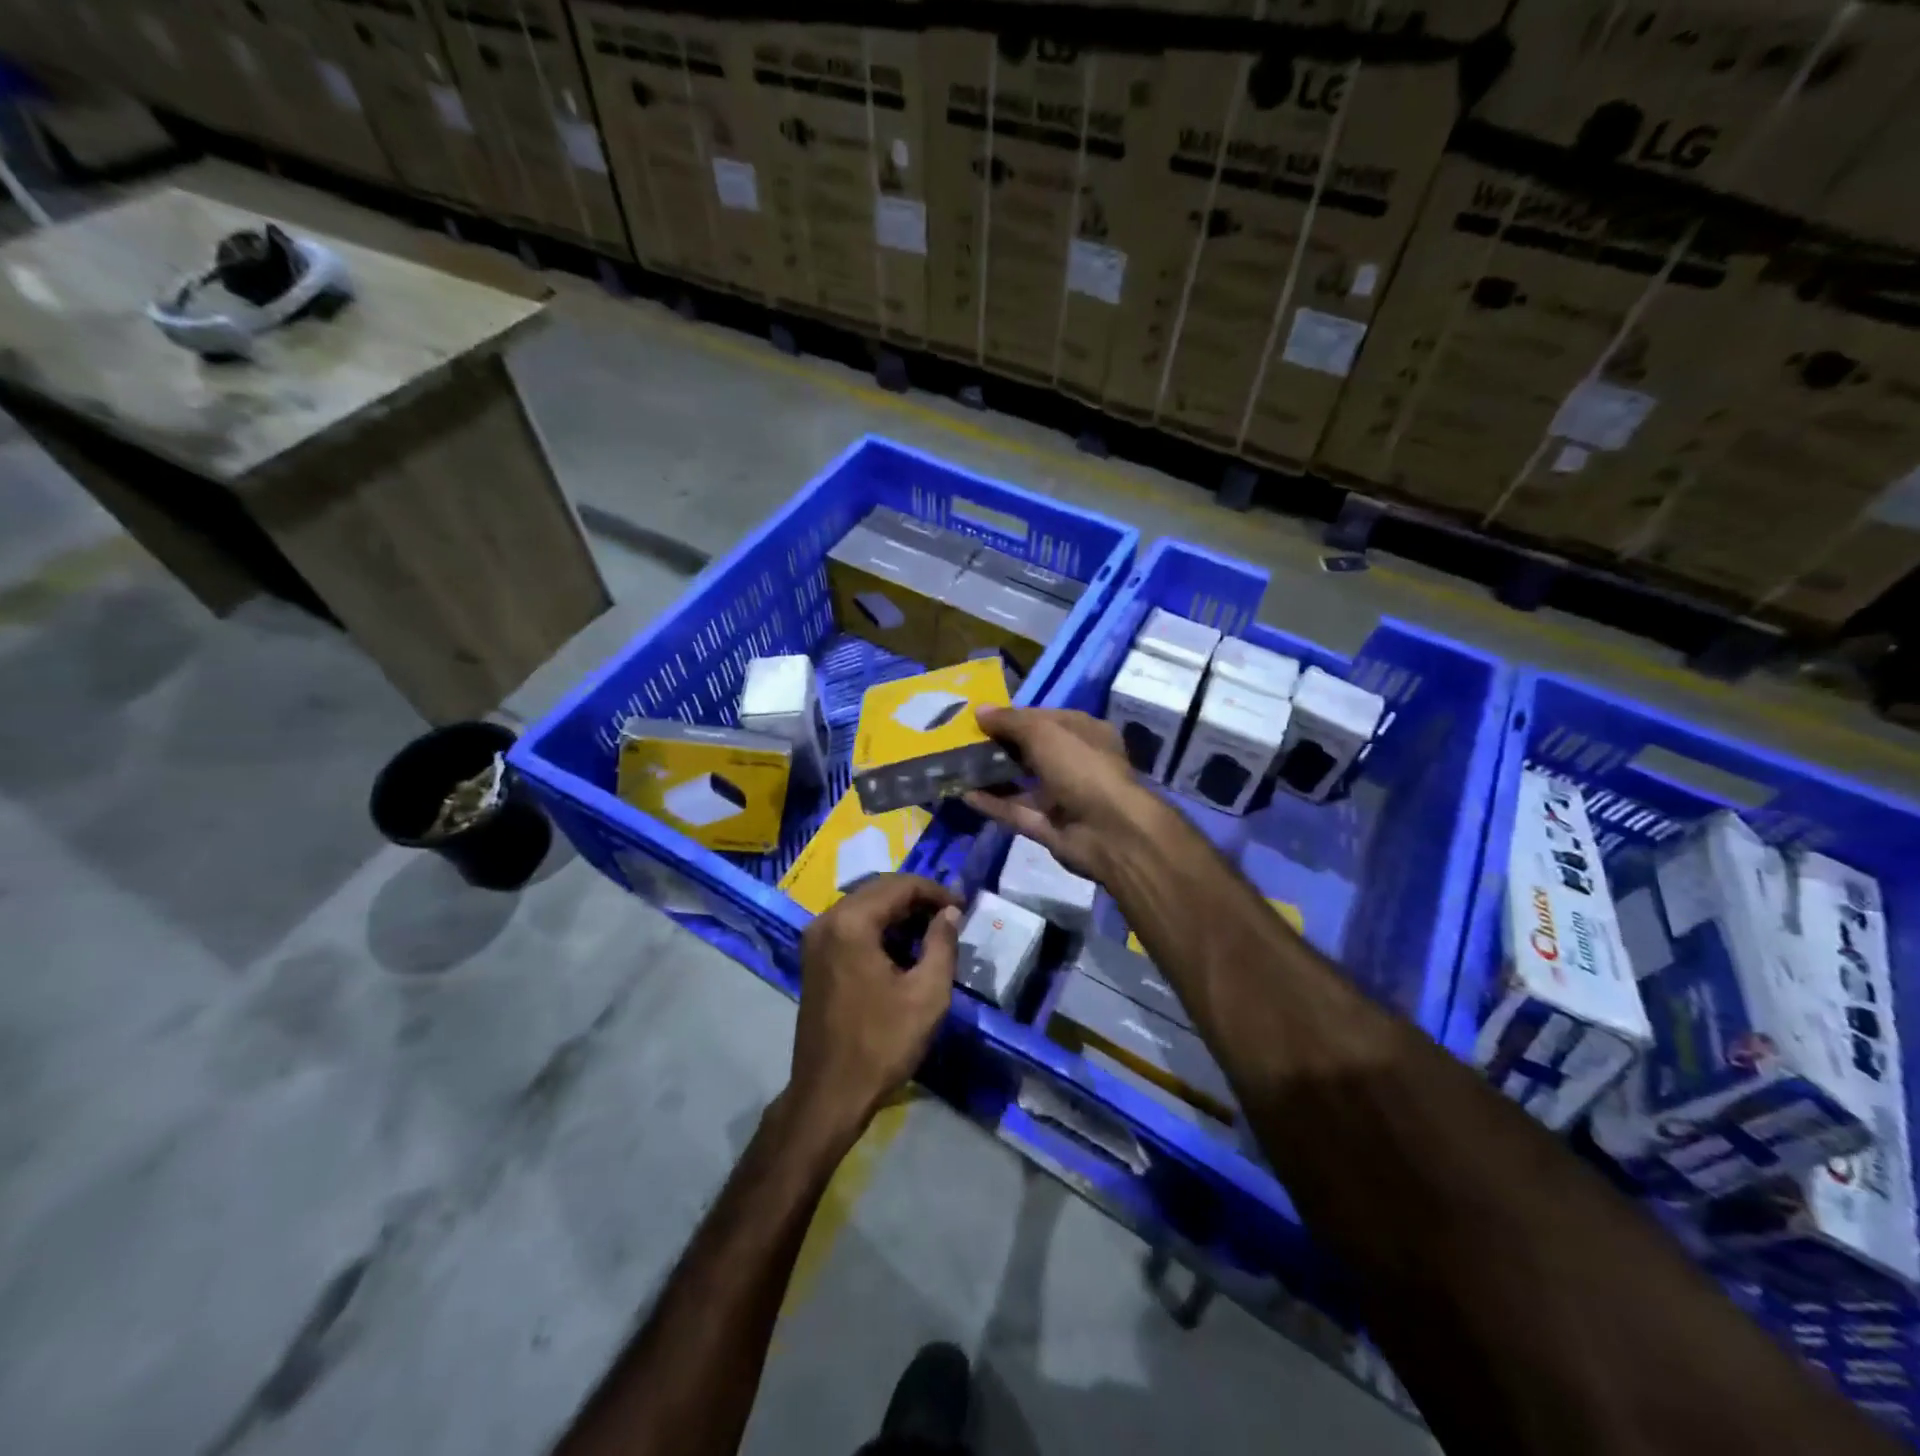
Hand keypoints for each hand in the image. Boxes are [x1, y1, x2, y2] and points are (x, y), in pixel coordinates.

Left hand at [787, 875, 961, 1141]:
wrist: (829, 1094)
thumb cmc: (881, 1044)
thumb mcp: (927, 994)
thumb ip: (942, 943)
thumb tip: (950, 912)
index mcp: (851, 922)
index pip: (900, 886)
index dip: (936, 892)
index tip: (963, 908)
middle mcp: (827, 920)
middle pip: (879, 890)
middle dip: (917, 898)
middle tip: (951, 916)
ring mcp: (816, 939)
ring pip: (864, 906)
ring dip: (898, 912)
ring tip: (933, 931)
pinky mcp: (814, 958)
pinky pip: (851, 926)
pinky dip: (879, 928)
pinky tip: (903, 947)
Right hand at [964, 706, 1159, 881]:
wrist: (1109, 830)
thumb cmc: (1081, 766)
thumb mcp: (1044, 732)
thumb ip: (1010, 721)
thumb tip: (979, 711)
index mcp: (1084, 732)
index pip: (1044, 718)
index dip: (1013, 717)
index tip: (980, 718)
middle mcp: (1075, 762)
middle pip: (1032, 751)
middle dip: (1000, 746)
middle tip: (963, 742)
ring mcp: (1063, 796)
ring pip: (1022, 783)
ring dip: (993, 775)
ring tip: (958, 767)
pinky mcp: (1049, 826)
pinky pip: (1016, 811)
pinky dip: (993, 804)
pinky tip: (964, 794)